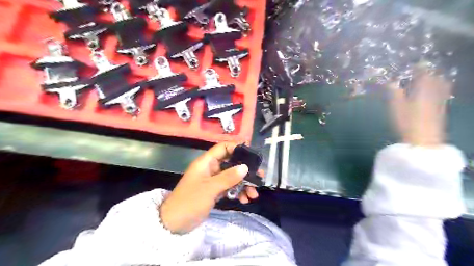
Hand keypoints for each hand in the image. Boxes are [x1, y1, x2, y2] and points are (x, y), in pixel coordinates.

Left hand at [159, 143, 258, 233]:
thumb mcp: (210, 188)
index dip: (236, 148)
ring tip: (253, 194)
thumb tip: (246, 167)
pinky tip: (245, 199)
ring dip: (244, 184)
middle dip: (245, 171)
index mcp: (206, 162)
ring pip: (232, 177)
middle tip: (259, 177)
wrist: (174, 223)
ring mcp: (213, 181)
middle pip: (231, 163)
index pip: (223, 148)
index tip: (251, 155)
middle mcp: (211, 169)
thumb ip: (228, 177)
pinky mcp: (215, 192)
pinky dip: (238, 192)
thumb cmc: (190, 201)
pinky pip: (229, 188)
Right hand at [389, 65, 450, 146]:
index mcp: (422, 91)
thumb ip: (394, 93)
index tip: (416, 63)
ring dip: (436, 81)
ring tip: (431, 79)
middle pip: (435, 79)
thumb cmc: (407, 122)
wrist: (423, 140)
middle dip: (430, 73)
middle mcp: (434, 93)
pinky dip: (440, 90)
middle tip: (423, 71)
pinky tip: (435, 94)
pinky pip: (442, 95)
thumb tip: (390, 82)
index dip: (420, 68)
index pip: (424, 74)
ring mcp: (439, 102)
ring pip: (441, 87)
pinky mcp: (441, 111)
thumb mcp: (396, 107)